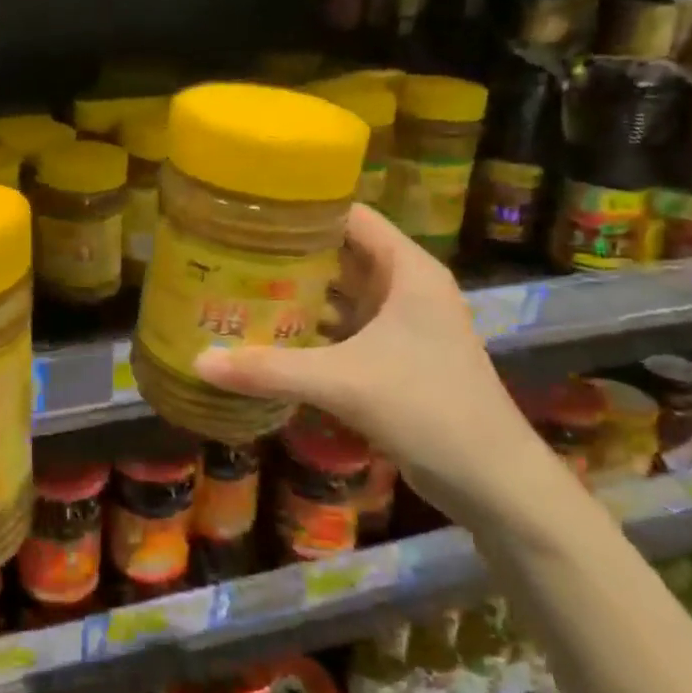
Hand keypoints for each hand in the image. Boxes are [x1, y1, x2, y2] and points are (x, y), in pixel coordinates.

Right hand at [192, 204, 569, 530]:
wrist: (493, 483)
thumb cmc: (429, 409)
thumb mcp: (344, 382)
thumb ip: (270, 369)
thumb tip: (198, 361)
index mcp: (407, 270)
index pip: (350, 216)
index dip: (303, 209)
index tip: (250, 210)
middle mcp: (404, 288)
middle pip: (338, 253)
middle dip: (287, 253)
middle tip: (229, 249)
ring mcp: (399, 324)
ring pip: (338, 294)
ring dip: (295, 293)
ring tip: (236, 286)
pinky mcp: (392, 358)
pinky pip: (340, 329)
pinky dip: (307, 329)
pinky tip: (266, 335)